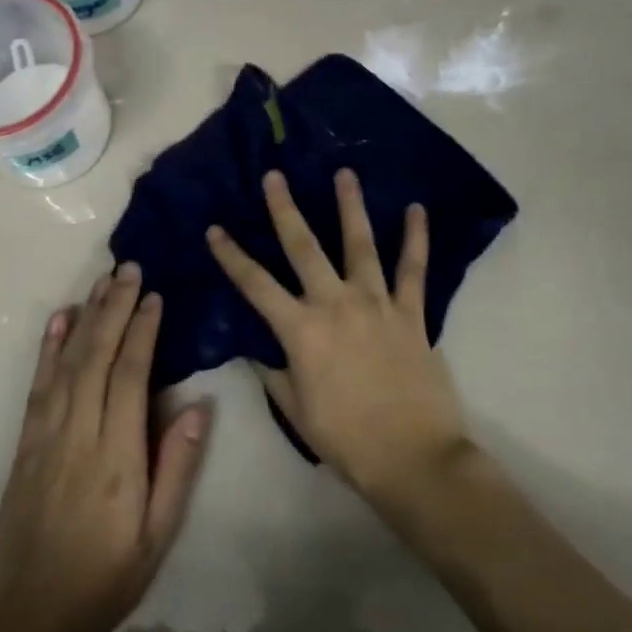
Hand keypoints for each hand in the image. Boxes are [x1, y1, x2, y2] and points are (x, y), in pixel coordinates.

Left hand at [0, 265, 213, 631]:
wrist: (28, 623)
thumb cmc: (106, 579)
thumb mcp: (157, 535)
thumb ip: (177, 467)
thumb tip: (198, 406)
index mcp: (116, 455)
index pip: (130, 375)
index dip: (142, 330)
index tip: (154, 295)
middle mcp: (77, 434)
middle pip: (96, 357)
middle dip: (114, 308)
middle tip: (129, 268)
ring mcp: (45, 437)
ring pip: (66, 363)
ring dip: (85, 317)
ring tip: (101, 281)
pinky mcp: (24, 446)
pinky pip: (37, 386)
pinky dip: (48, 348)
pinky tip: (59, 321)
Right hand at [206, 169, 472, 508]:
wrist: (413, 458)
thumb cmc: (347, 440)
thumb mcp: (296, 411)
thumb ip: (274, 373)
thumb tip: (256, 348)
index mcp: (302, 331)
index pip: (256, 285)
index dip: (232, 256)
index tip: (215, 228)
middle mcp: (336, 305)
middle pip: (304, 248)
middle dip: (285, 209)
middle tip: (274, 176)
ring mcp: (376, 303)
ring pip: (360, 244)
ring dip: (350, 206)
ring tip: (344, 172)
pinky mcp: (412, 312)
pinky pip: (414, 269)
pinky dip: (416, 238)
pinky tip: (416, 209)